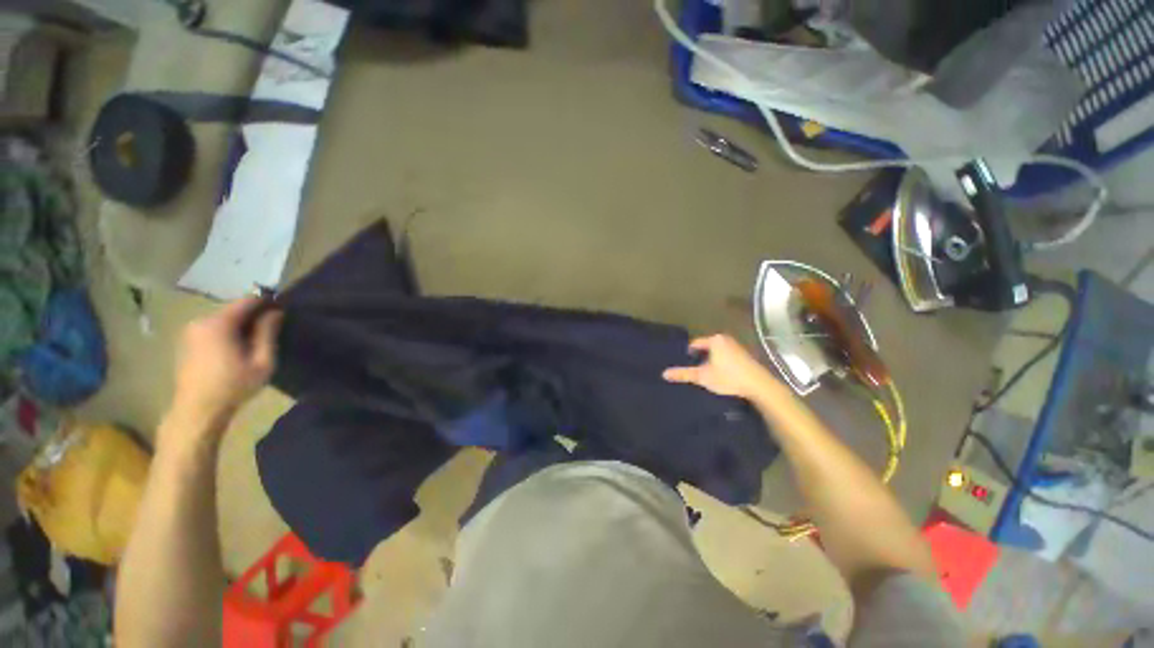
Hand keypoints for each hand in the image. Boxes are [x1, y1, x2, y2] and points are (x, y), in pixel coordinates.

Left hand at [170, 297, 282, 430]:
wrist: (197, 411)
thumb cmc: (233, 386)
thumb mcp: (262, 361)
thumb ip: (268, 333)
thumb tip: (276, 311)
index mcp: (218, 323)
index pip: (247, 301)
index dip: (266, 303)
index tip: (282, 311)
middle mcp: (201, 321)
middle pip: (233, 309)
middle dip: (252, 316)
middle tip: (270, 330)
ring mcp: (190, 331)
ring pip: (222, 319)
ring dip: (239, 325)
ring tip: (254, 341)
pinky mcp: (186, 342)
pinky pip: (212, 329)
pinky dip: (226, 333)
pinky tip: (235, 349)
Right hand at [662, 334, 777, 399]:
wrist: (759, 387)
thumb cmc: (728, 378)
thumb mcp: (702, 376)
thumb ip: (683, 374)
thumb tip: (664, 374)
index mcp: (715, 339)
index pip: (695, 344)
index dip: (687, 354)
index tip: (683, 364)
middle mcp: (726, 339)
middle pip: (706, 348)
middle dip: (699, 358)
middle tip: (692, 370)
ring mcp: (737, 347)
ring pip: (717, 353)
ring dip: (711, 362)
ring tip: (705, 374)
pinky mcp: (745, 356)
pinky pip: (726, 357)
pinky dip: (721, 364)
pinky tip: (720, 376)